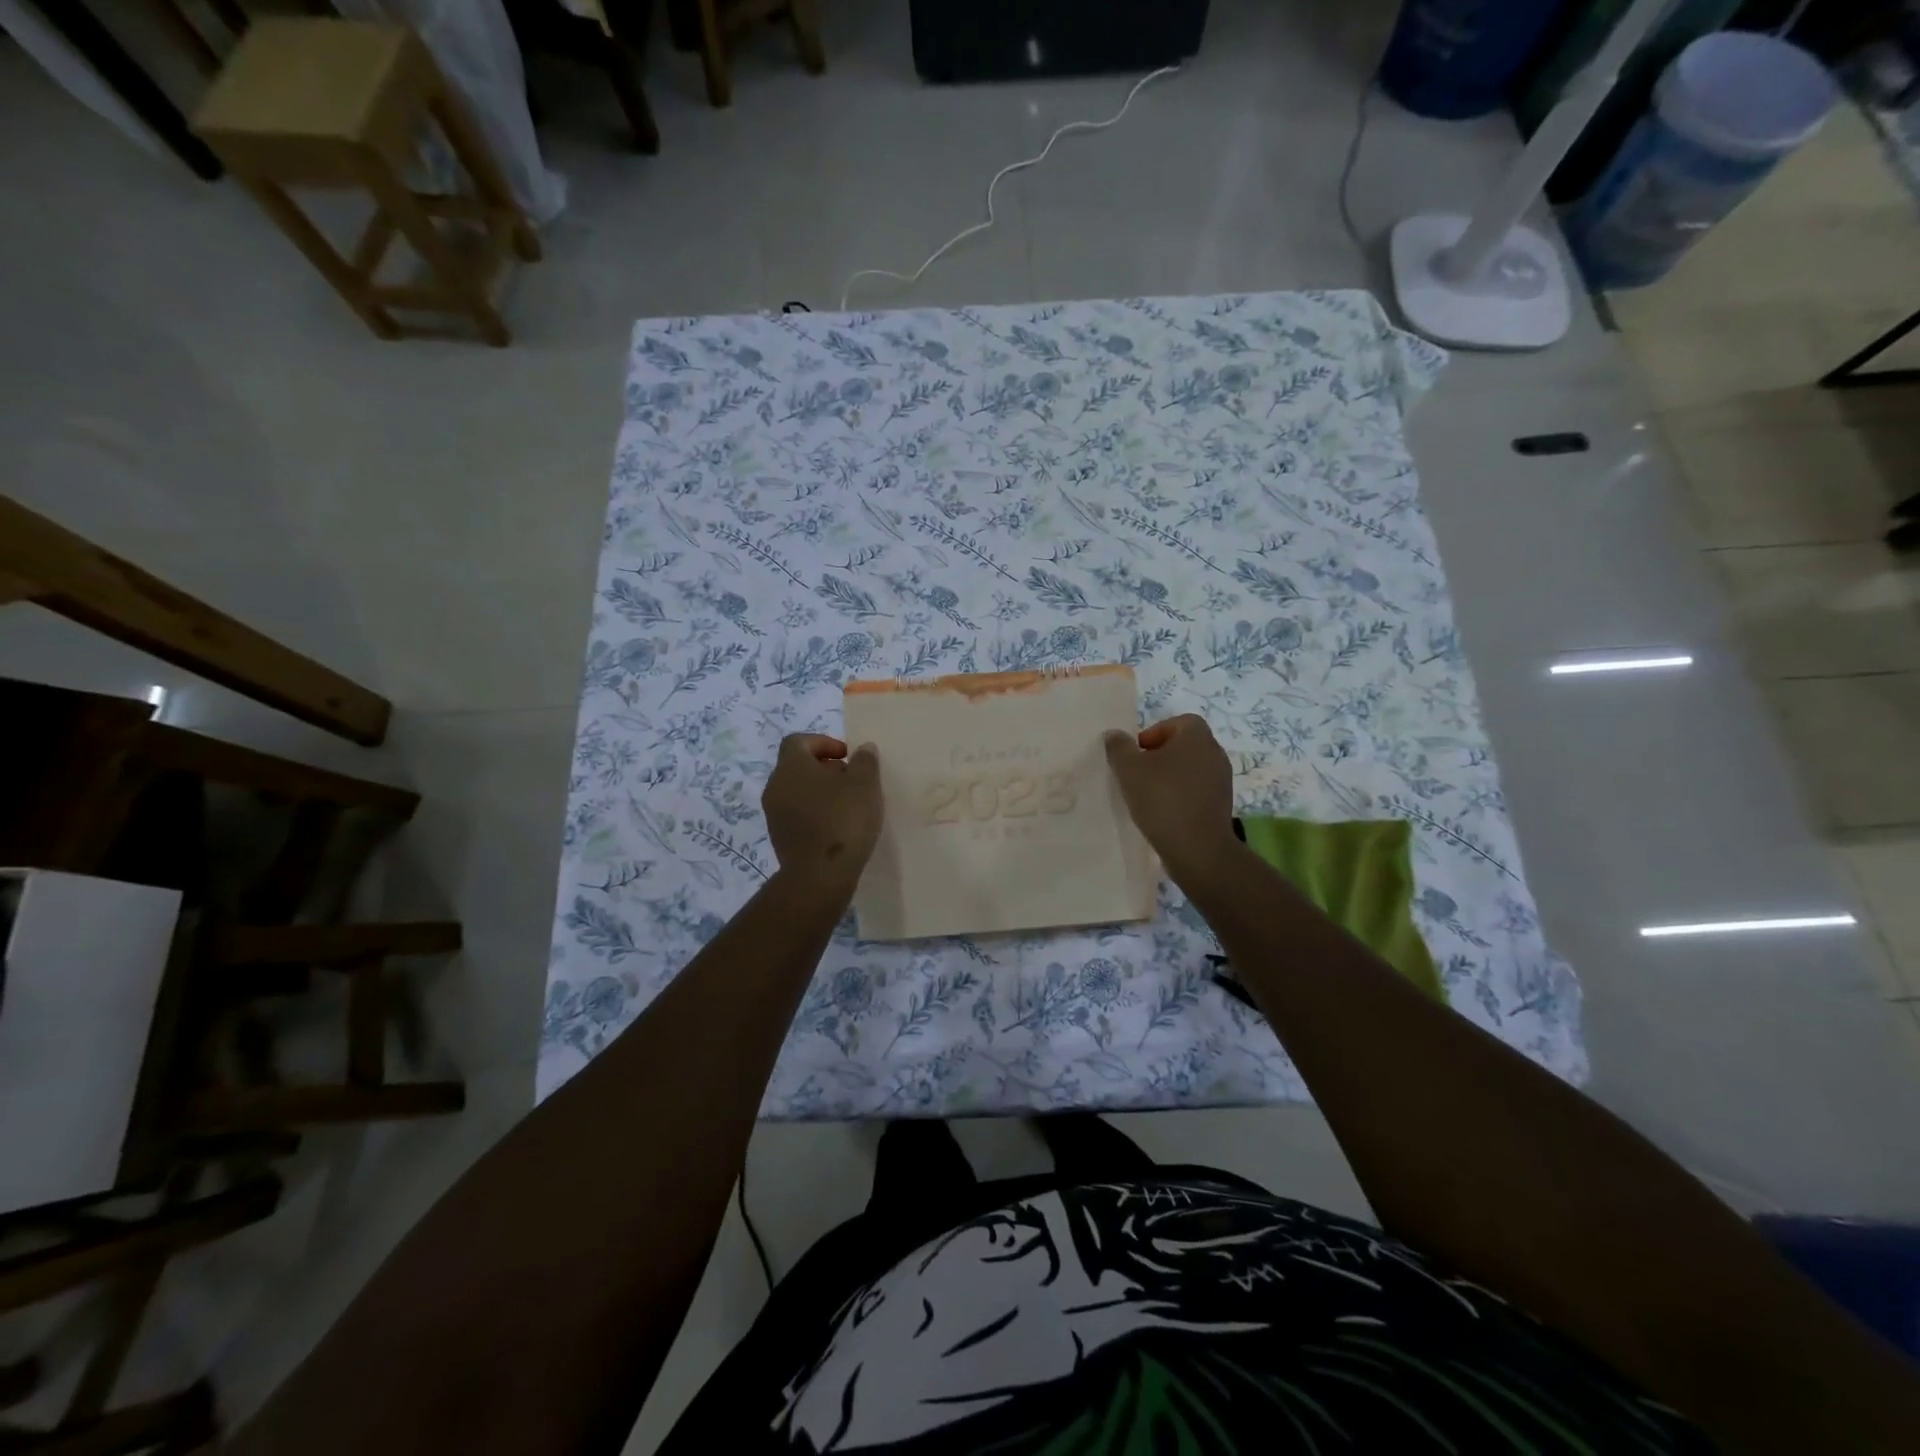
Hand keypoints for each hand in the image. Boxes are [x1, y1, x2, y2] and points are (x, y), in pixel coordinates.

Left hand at [763, 734, 882, 894]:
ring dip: (821, 793)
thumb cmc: (843, 820)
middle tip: (852, 780)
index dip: (823, 743)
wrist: (820, 876)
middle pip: (798, 766)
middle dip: (825, 769)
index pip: (799, 741)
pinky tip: (838, 827)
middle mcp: (776, 786)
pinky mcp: (779, 838)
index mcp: (791, 766)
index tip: (847, 756)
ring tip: (849, 806)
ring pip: (797, 792)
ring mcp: (774, 814)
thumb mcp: (865, 784)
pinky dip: (815, 814)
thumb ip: (865, 761)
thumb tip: (863, 749)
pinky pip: (797, 815)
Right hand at [1104, 715, 1237, 882]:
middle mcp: (1215, 753)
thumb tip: (1115, 735)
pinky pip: (1197, 790)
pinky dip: (1180, 795)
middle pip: (1183, 745)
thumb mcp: (1129, 769)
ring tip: (1148, 795)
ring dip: (1169, 777)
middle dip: (1159, 756)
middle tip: (1138, 774)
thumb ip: (1119, 747)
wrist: (1197, 849)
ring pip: (1190, 769)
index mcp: (1197, 737)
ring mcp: (1222, 780)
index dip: (1154, 733)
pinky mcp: (1222, 804)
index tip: (1137, 754)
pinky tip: (1163, 812)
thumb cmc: (1162, 799)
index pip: (1177, 722)